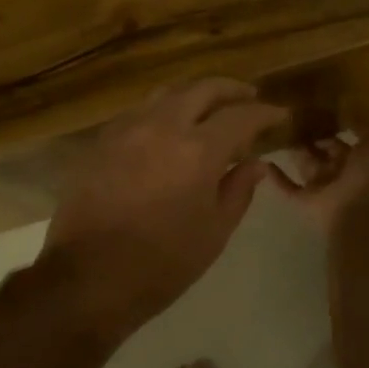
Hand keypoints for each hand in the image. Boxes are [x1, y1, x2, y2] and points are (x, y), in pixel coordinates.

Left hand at [39, 79, 287, 330]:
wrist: (88, 278)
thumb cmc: (162, 264)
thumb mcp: (214, 232)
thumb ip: (239, 190)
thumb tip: (256, 163)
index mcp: (197, 150)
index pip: (241, 116)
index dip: (265, 112)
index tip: (280, 114)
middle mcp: (162, 126)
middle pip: (202, 89)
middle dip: (231, 90)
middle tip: (249, 97)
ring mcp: (127, 129)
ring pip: (167, 93)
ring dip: (195, 94)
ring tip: (210, 108)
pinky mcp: (101, 141)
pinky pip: (139, 111)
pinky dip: (163, 110)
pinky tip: (168, 127)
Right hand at [269, 84, 368, 232]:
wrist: (367, 206)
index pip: (362, 134)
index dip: (353, 122)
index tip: (335, 103)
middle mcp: (352, 171)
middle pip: (333, 152)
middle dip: (321, 138)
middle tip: (298, 116)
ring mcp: (329, 187)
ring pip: (311, 168)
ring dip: (299, 154)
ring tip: (276, 131)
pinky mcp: (309, 202)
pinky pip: (290, 189)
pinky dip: (277, 178)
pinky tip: (262, 161)